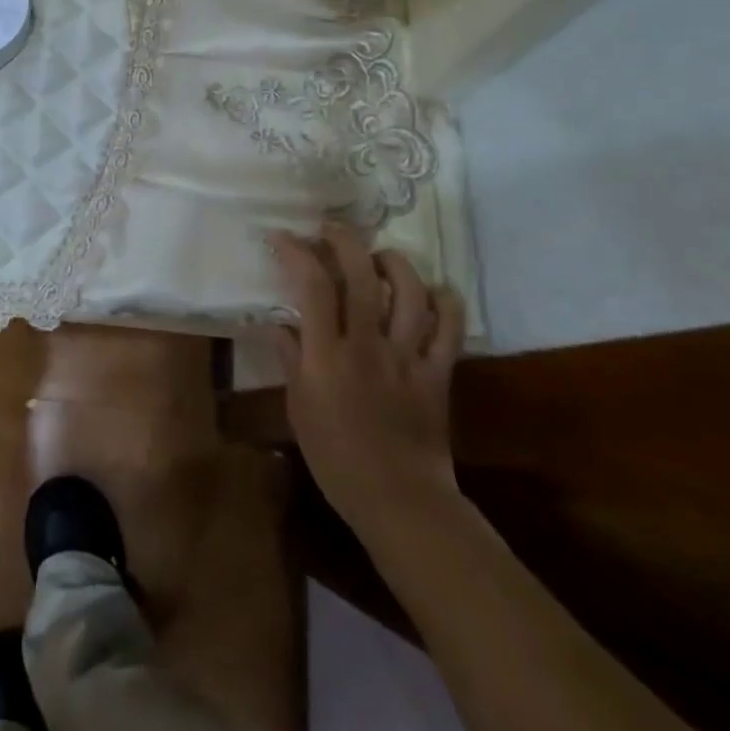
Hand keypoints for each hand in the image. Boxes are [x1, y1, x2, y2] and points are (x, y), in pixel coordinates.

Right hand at [271, 224, 464, 532]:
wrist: (400, 501)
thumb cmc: (337, 459)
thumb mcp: (299, 408)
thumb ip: (290, 359)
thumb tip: (280, 322)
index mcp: (328, 356)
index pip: (313, 286)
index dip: (297, 252)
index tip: (283, 236)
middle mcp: (368, 345)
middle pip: (362, 275)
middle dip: (344, 241)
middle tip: (330, 229)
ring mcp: (408, 357)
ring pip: (409, 291)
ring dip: (394, 262)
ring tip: (379, 256)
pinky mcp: (438, 372)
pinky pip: (449, 327)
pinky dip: (444, 301)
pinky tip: (432, 291)